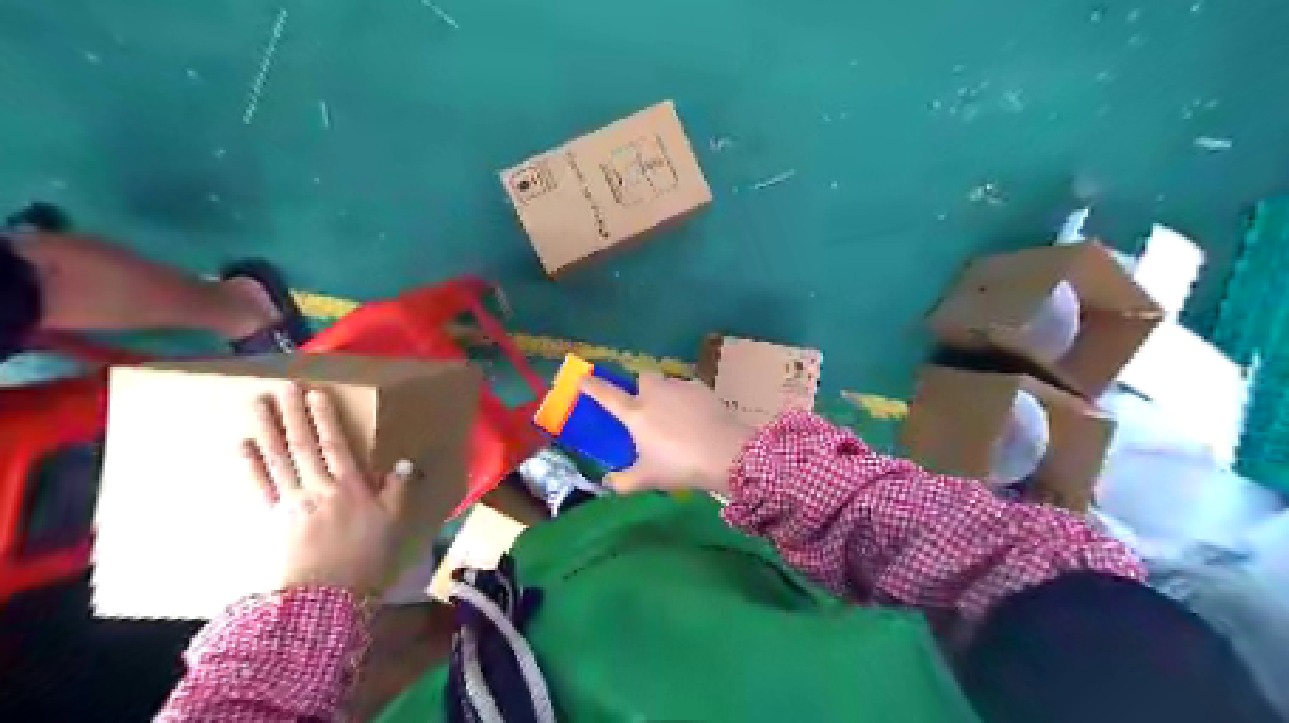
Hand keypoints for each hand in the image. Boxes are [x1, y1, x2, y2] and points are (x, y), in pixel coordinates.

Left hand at [240, 387, 411, 595]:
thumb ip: (398, 491)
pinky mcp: (270, 519)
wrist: (323, 598)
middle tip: (283, 386)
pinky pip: (259, 486)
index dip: (324, 418)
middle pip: (302, 445)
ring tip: (258, 404)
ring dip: (266, 429)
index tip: (315, 393)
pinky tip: (243, 445)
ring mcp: (290, 502)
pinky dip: (250, 465)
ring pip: (277, 459)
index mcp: (349, 487)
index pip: (335, 444)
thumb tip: (405, 463)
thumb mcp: (392, 524)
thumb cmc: (365, 558)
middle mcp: (317, 487)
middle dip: (292, 414)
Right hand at [577, 374, 757, 497]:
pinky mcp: (703, 389)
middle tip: (645, 407)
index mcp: (635, 413)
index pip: (607, 395)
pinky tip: (695, 419)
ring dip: (665, 394)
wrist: (726, 453)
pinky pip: (688, 390)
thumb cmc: (679, 465)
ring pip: (667, 383)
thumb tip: (608, 483)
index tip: (582, 377)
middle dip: (640, 386)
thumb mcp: (647, 479)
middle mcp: (655, 393)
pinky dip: (687, 400)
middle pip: (642, 378)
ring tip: (674, 417)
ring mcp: (680, 388)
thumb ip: (623, 482)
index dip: (592, 386)